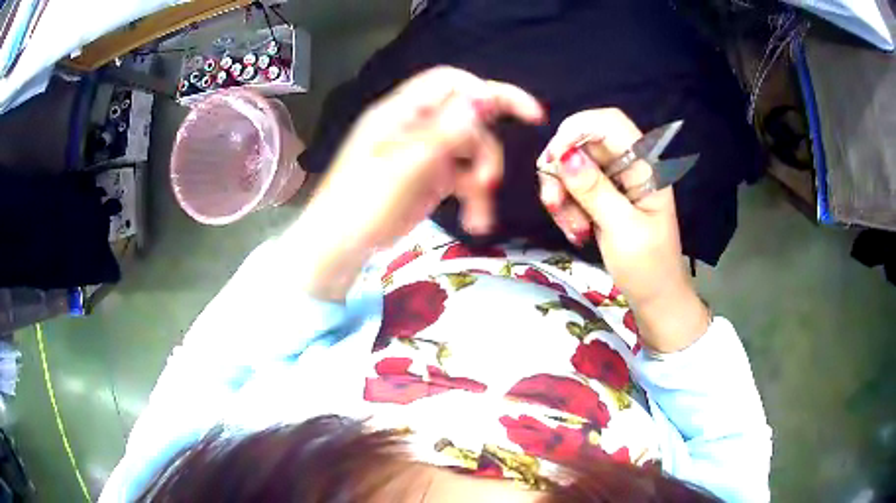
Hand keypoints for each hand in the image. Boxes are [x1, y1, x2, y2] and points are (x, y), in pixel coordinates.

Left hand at [288, 67, 543, 300]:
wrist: (340, 246)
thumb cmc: (361, 204)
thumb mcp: (403, 167)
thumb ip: (443, 132)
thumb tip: (482, 98)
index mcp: (402, 112)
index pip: (452, 83)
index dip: (490, 91)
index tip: (528, 115)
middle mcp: (416, 124)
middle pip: (468, 118)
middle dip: (485, 148)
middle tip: (490, 180)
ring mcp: (424, 151)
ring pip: (471, 151)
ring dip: (481, 179)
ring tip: (478, 214)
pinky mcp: (431, 177)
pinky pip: (464, 176)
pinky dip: (474, 196)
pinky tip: (475, 220)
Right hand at [537, 109, 708, 351]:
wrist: (655, 298)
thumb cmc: (649, 268)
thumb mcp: (622, 230)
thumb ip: (595, 190)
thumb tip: (563, 155)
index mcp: (647, 167)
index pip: (609, 123)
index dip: (577, 130)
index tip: (553, 160)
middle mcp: (630, 165)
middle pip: (583, 142)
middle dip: (562, 170)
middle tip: (554, 203)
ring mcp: (615, 180)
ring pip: (572, 165)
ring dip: (561, 194)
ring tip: (572, 228)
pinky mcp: (603, 195)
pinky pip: (572, 187)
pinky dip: (565, 206)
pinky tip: (575, 230)